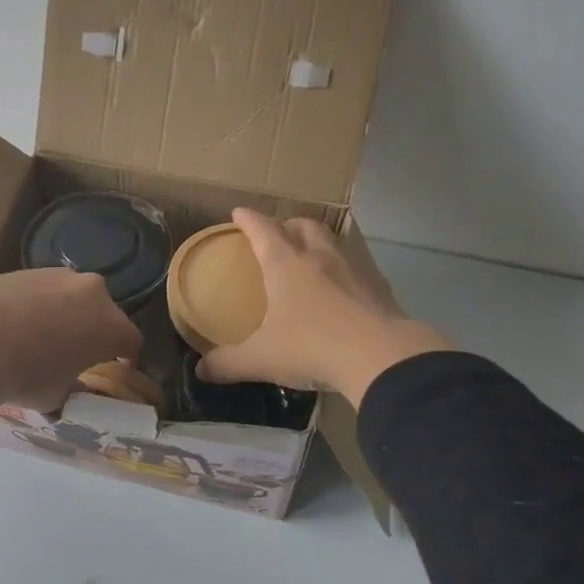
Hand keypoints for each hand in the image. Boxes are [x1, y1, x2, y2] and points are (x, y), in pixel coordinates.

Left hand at [0, 268, 141, 412]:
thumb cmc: (25, 376)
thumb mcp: (56, 396)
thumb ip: (73, 388)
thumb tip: (73, 387)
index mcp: (110, 325)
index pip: (131, 340)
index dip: (126, 356)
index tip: (118, 366)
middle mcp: (91, 292)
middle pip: (103, 312)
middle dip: (95, 329)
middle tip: (79, 351)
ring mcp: (58, 275)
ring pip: (72, 296)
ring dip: (67, 313)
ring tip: (44, 336)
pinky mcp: (26, 270)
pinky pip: (42, 289)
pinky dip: (38, 304)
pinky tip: (17, 323)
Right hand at [198, 209, 452, 405]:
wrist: (381, 357)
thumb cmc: (312, 347)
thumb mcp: (261, 358)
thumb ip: (229, 363)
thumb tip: (202, 371)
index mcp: (286, 265)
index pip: (263, 230)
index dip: (249, 220)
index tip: (239, 212)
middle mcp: (320, 258)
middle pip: (304, 226)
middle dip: (288, 224)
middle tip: (279, 234)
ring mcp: (354, 270)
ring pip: (334, 242)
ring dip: (319, 243)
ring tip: (310, 258)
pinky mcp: (379, 289)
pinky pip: (357, 269)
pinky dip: (344, 272)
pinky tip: (342, 292)